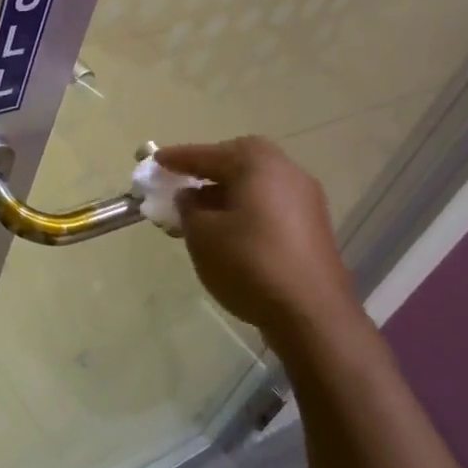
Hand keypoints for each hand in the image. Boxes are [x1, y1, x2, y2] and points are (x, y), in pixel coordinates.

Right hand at [158, 138, 362, 337]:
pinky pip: (270, 204)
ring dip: (226, 192)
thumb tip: (190, 197)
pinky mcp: (312, 227)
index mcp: (259, 165)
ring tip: (199, 213)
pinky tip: (227, 231)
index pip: (209, 154)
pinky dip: (245, 209)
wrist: (310, 313)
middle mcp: (287, 173)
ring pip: (256, 185)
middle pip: (240, 162)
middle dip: (209, 170)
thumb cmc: (249, 264)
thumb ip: (188, 208)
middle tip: (183, 182)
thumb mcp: (202, 234)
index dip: (179, 159)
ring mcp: (305, 200)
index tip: (155, 162)